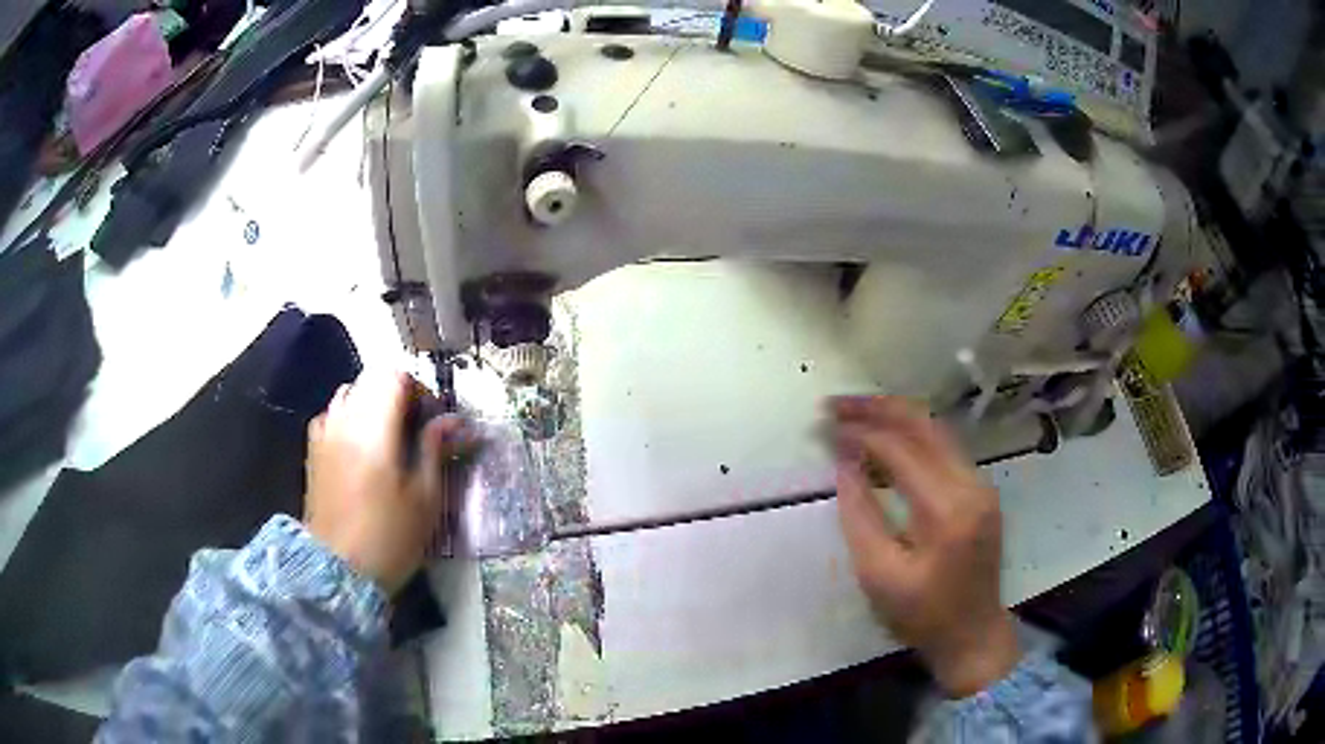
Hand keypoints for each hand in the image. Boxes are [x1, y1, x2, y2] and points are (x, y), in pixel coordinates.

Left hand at [303, 370, 474, 593]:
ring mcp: (324, 433)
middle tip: (415, 428)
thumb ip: (435, 450)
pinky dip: (349, 417)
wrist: (338, 571)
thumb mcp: (425, 498)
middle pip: (372, 379)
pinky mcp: (313, 451)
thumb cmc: (389, 537)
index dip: (420, 389)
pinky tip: (359, 447)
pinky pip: (332, 414)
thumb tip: (454, 421)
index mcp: (374, 427)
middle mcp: (345, 419)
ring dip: (372, 403)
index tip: (433, 420)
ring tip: (388, 437)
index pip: (396, 376)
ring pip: (349, 393)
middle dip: (398, 394)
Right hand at [830, 396, 1020, 697]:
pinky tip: (884, 443)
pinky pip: (944, 450)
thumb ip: (859, 515)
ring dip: (895, 418)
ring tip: (853, 415)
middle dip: (878, 408)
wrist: (973, 635)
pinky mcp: (981, 491)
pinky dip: (912, 438)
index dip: (861, 434)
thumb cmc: (922, 615)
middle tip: (835, 404)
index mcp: (948, 510)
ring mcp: (981, 485)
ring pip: (937, 432)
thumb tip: (844, 464)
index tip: (826, 426)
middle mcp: (972, 485)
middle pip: (925, 425)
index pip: (901, 451)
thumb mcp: (879, 575)